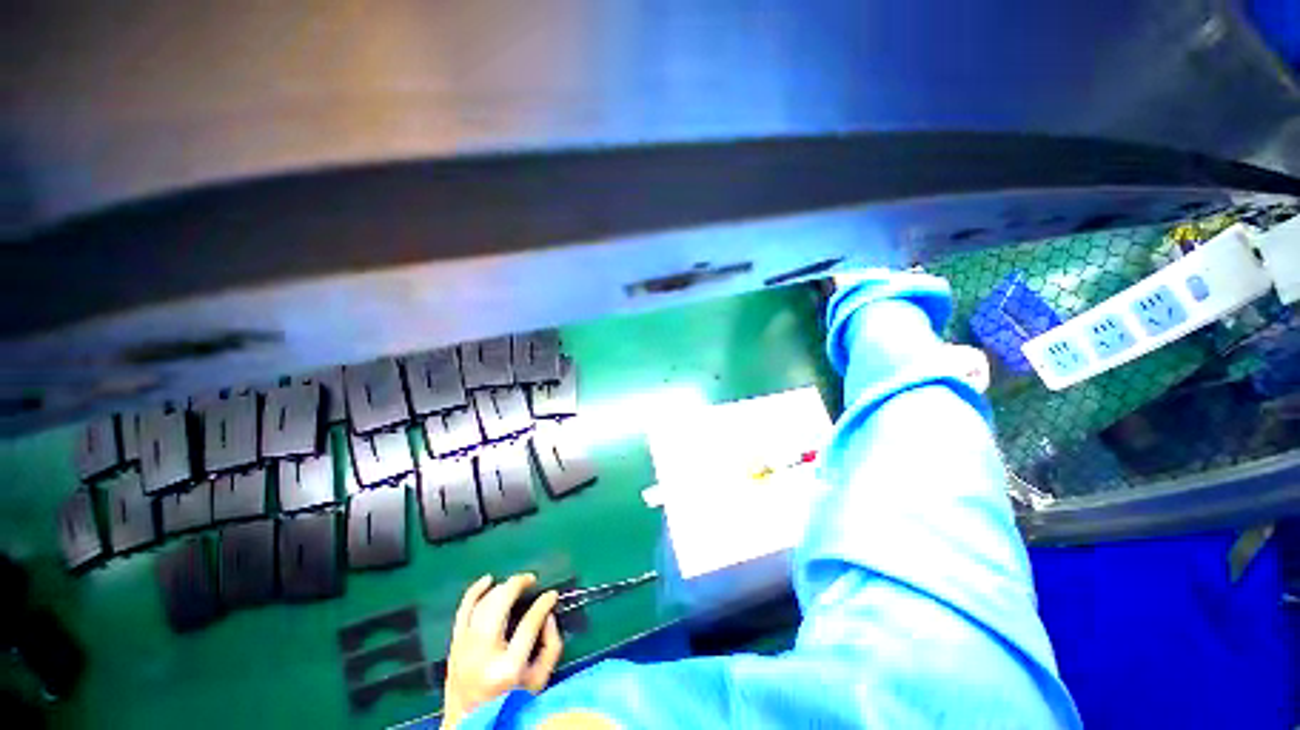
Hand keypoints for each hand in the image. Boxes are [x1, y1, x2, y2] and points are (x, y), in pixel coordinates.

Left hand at [442, 574, 563, 727]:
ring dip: (502, 587)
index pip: (528, 624)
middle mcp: (483, 653)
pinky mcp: (454, 645)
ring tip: (516, 583)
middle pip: (500, 604)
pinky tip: (488, 580)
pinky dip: (475, 591)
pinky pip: (463, 609)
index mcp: (507, 667)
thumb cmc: (509, 702)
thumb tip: (549, 616)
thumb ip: (551, 647)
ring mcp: (465, 648)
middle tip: (532, 579)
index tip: (552, 594)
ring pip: (483, 603)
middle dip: (519, 584)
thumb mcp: (539, 682)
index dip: (543, 604)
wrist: (468, 725)